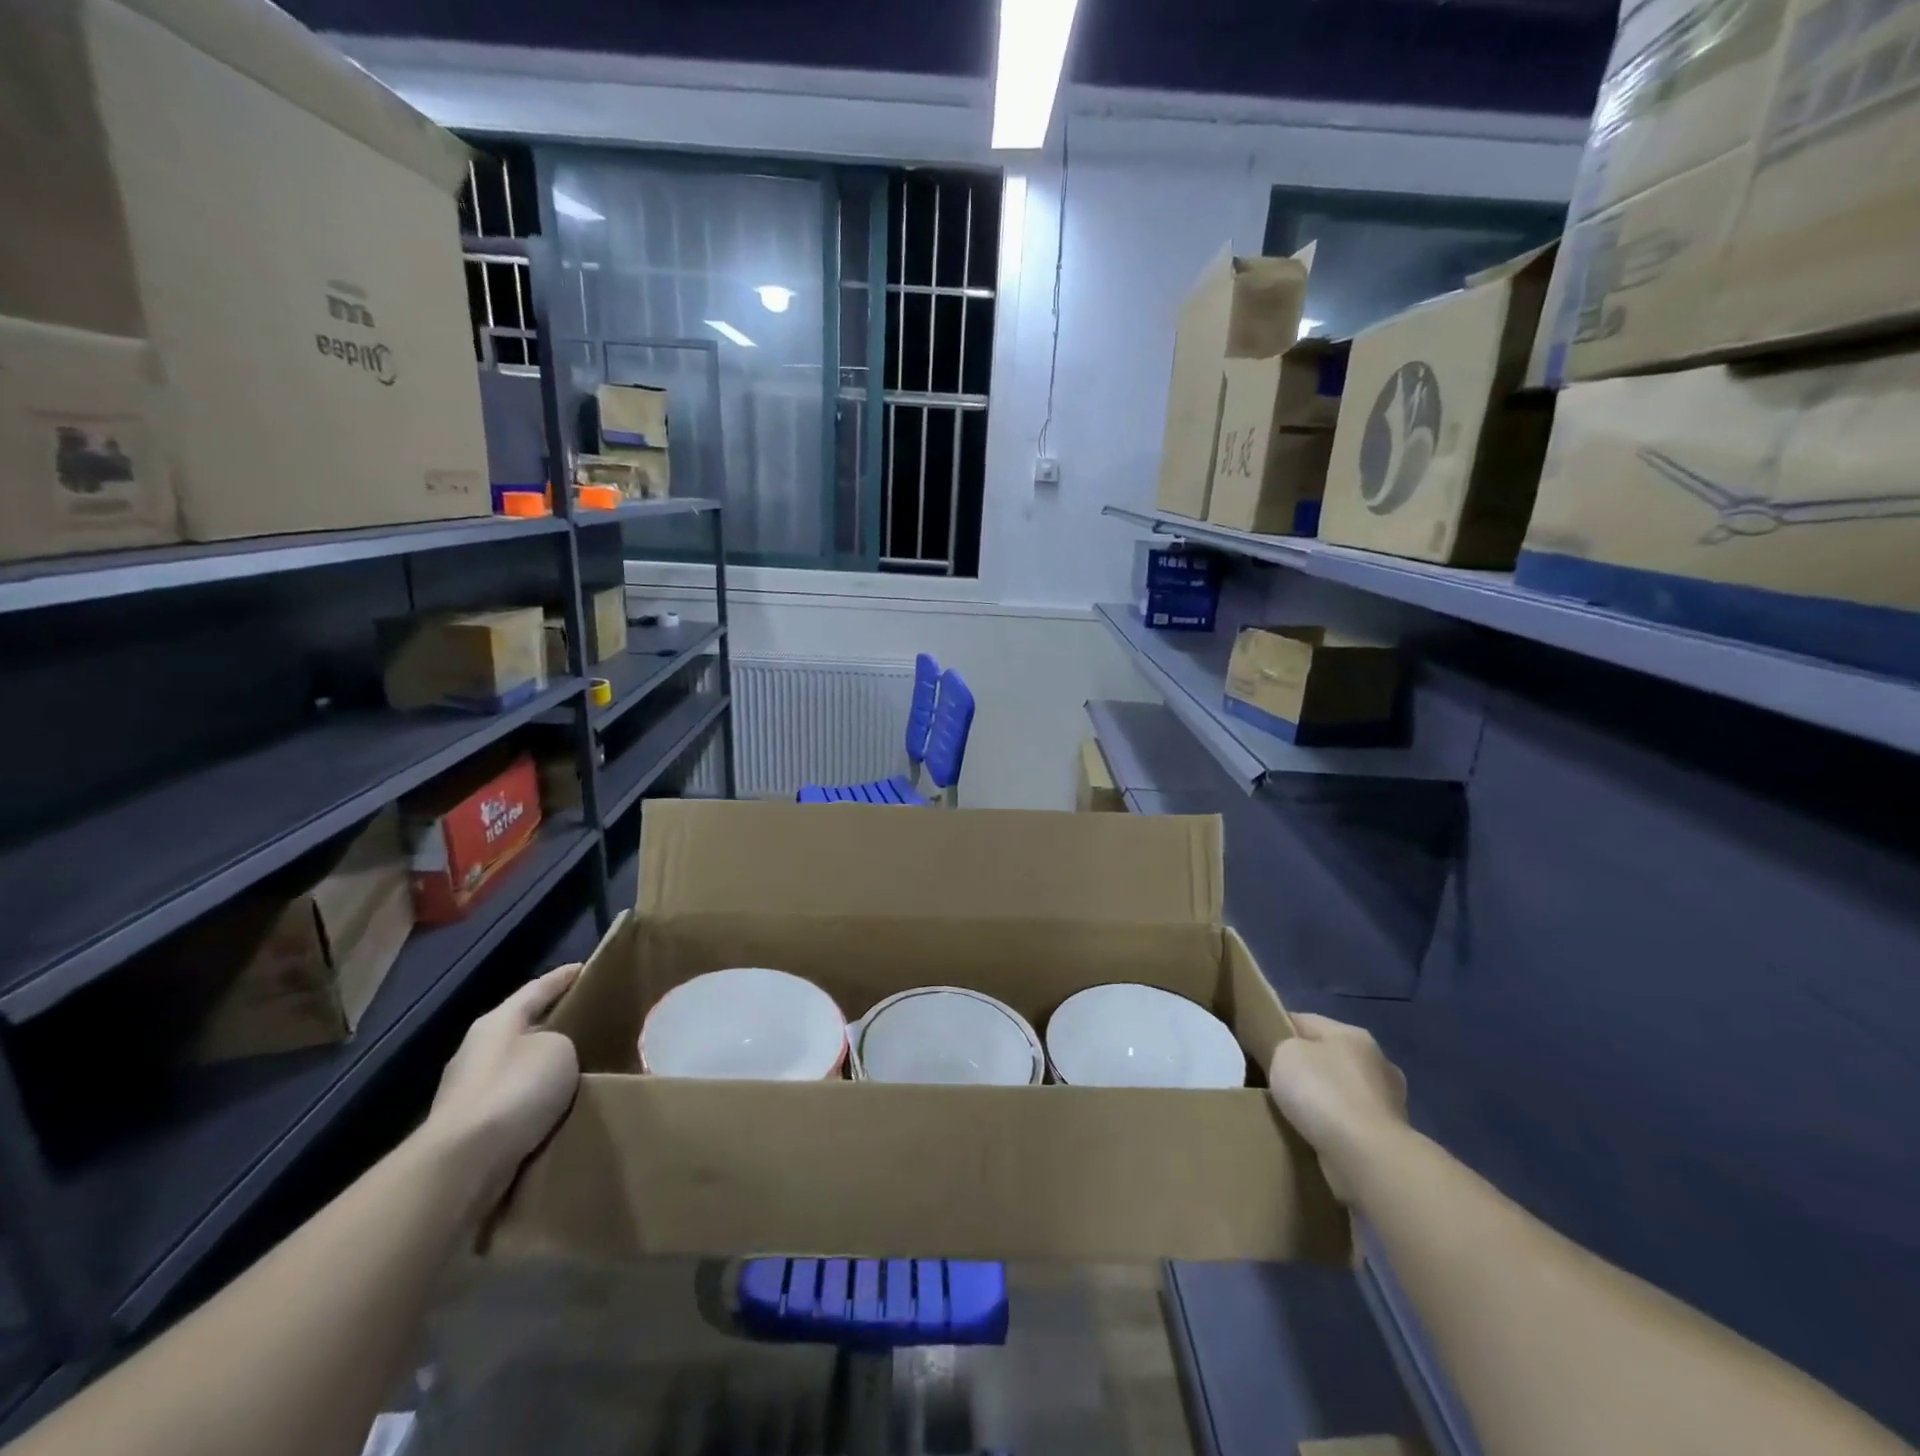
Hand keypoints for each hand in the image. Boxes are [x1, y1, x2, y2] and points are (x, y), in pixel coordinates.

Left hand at [421, 965, 581, 1212]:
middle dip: (552, 1025)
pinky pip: (511, 1102)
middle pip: (522, 1028)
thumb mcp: (558, 1049)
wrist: (463, 1163)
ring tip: (577, 1068)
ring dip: (541, 1068)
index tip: (586, 968)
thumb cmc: (515, 1089)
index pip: (537, 988)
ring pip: (516, 1067)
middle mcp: (476, 1050)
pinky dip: (533, 1100)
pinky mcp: (468, 1128)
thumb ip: (563, 1041)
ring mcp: (467, 1091)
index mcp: (497, 1022)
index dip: (563, 977)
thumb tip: (556, 1052)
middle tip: (588, 1022)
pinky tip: (554, 1106)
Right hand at [1267, 1013, 1408, 1200]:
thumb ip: (1282, 1046)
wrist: (1366, 1159)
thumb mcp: (1285, 1053)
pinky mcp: (1387, 1139)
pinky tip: (1312, 1137)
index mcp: (1353, 1035)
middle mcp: (1377, 1063)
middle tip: (1270, 1083)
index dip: (1277, 1029)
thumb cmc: (1323, 1094)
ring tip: (1290, 1115)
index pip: (1304, 1021)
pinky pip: (1348, 1125)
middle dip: (1303, 1070)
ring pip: (1338, 1093)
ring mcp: (1388, 1104)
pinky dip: (1332, 1129)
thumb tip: (1288, 1056)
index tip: (1254, 1046)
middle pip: (1325, 1058)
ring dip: (1320, 1102)